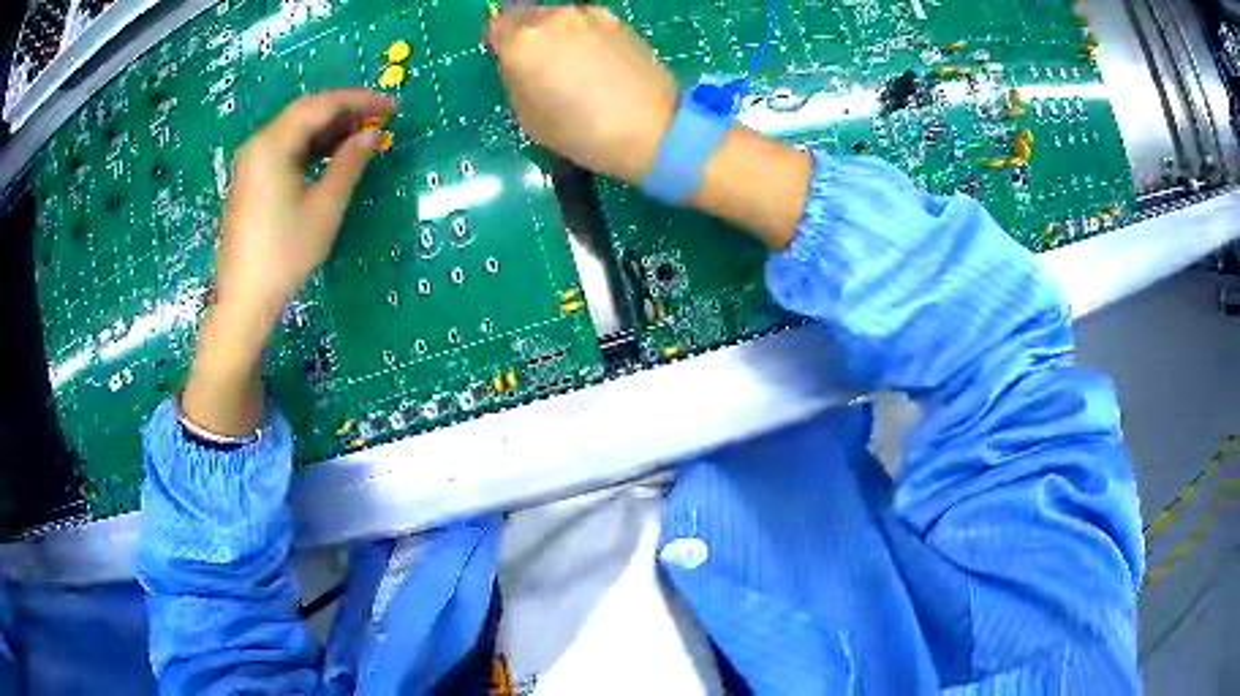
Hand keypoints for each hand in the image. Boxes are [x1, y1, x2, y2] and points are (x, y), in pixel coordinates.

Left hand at [217, 89, 395, 325]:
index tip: (392, 106)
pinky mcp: (251, 179)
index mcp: (273, 144)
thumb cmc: (285, 253)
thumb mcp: (325, 207)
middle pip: (306, 112)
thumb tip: (371, 133)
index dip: (360, 101)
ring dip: (329, 127)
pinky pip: (285, 148)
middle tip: (379, 118)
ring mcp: (252, 162)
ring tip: (361, 134)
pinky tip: (332, 153)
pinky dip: (311, 145)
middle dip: (345, 110)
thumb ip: (349, 162)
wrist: (245, 298)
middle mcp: (258, 144)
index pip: (321, 105)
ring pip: (295, 129)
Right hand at [486, 7, 676, 183]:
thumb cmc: (582, 132)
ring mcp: (590, 15)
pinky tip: (601, 64)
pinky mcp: (619, 22)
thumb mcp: (528, 117)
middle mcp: (553, 18)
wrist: (653, 128)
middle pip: (528, 17)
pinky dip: (586, 37)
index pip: (495, 26)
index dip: (500, 44)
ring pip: (560, 18)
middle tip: (542, 66)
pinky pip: (588, 24)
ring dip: (559, 34)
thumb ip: (516, 80)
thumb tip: (519, 64)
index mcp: (523, 42)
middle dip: (528, 35)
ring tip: (576, 67)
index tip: (510, 62)